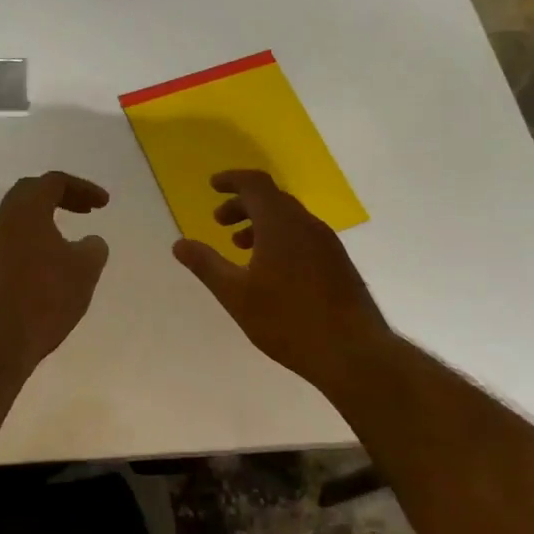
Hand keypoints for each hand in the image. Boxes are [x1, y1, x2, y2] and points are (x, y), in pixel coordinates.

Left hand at [0, 172, 110, 370]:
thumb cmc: (44, 296)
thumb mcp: (84, 270)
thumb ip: (93, 248)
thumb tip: (91, 242)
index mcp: (26, 210)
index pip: (53, 182)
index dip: (82, 188)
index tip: (104, 204)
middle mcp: (3, 220)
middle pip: (30, 193)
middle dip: (61, 197)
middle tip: (86, 210)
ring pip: (19, 219)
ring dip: (46, 220)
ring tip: (70, 239)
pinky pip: (13, 242)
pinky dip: (34, 241)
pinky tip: (50, 264)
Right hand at [172, 169, 389, 391]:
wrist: (353, 352)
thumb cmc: (288, 320)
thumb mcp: (236, 295)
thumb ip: (206, 265)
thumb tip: (179, 244)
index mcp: (280, 223)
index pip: (255, 184)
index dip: (231, 180)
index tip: (212, 186)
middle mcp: (307, 224)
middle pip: (271, 199)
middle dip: (242, 205)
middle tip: (219, 222)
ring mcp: (327, 243)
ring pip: (289, 218)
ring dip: (261, 223)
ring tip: (241, 247)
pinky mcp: (338, 263)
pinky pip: (303, 235)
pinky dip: (280, 238)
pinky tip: (271, 270)